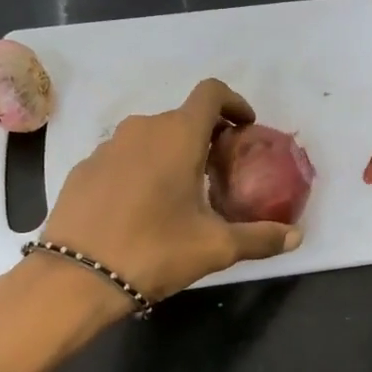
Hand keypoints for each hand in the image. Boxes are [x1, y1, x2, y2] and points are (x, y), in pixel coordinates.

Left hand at [0, 78, 302, 371]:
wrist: (74, 279)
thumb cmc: (154, 251)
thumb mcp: (214, 248)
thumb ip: (259, 237)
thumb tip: (297, 237)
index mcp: (178, 135)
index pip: (211, 92)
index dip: (233, 102)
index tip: (244, 127)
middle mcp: (142, 128)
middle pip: (182, 117)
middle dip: (205, 137)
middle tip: (217, 172)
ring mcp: (107, 147)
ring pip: (150, 137)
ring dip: (170, 152)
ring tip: (179, 193)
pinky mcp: (83, 168)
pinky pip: (122, 157)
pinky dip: (139, 169)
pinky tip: (139, 207)